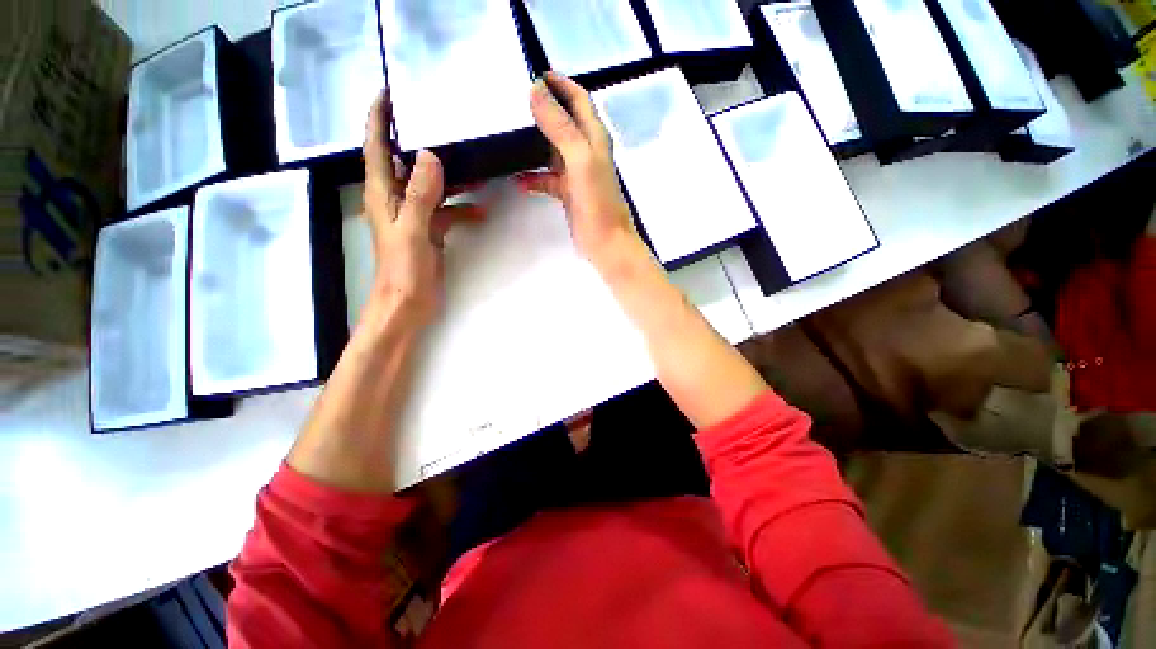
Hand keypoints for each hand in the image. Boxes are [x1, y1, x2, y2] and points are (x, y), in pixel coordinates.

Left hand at [363, 93, 481, 325]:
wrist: (409, 303)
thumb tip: (429, 155)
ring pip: (431, 186)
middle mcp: (395, 199)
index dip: (379, 118)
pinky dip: (462, 209)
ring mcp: (414, 216)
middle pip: (405, 162)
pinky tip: (481, 211)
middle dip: (420, 141)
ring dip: (450, 177)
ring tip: (473, 163)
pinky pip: (446, 211)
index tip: (389, 91)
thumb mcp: (413, 229)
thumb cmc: (403, 268)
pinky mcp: (429, 231)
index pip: (376, 146)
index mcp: (382, 193)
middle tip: (443, 121)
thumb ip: (419, 194)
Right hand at [518, 72, 638, 270]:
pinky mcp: (569, 193)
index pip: (579, 100)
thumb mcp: (580, 159)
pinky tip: (518, 180)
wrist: (605, 242)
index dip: (560, 84)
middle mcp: (587, 151)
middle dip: (543, 110)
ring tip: (509, 136)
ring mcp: (577, 173)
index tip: (534, 74)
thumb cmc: (597, 202)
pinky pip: (547, 178)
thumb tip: (536, 91)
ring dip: (534, 143)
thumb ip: (560, 127)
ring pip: (553, 150)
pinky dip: (533, 177)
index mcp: (594, 137)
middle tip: (514, 103)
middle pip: (564, 122)